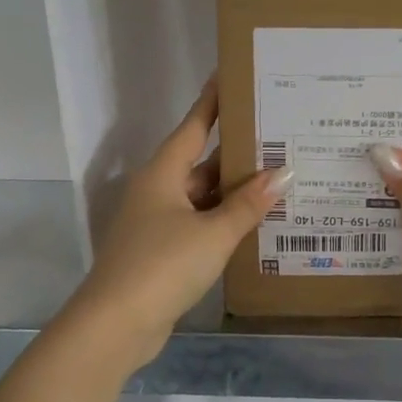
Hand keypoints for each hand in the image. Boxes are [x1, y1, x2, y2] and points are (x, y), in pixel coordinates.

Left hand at [67, 82, 292, 371]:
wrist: (116, 324)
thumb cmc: (163, 265)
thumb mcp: (213, 233)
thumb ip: (249, 204)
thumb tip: (284, 173)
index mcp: (163, 174)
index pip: (193, 126)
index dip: (213, 102)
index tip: (233, 77)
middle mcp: (157, 192)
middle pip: (201, 163)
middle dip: (236, 152)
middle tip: (278, 136)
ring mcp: (157, 223)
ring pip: (202, 197)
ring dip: (233, 192)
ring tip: (278, 178)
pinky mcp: (161, 252)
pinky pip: (199, 225)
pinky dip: (224, 221)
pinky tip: (253, 223)